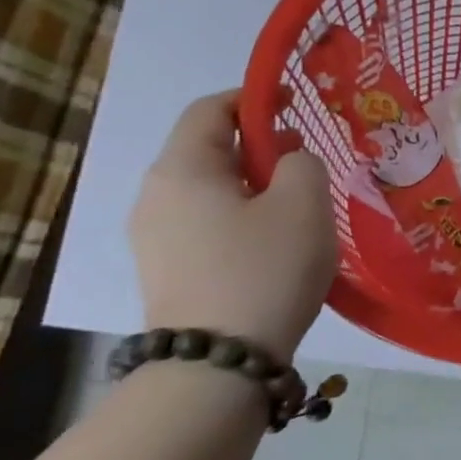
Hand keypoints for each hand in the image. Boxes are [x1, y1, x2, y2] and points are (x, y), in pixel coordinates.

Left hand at [129, 92, 337, 363]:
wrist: (218, 361)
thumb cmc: (265, 268)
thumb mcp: (304, 202)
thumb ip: (302, 162)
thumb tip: (288, 159)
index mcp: (183, 168)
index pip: (211, 109)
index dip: (254, 98)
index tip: (295, 103)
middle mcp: (155, 195)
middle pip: (207, 149)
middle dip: (258, 144)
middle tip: (307, 159)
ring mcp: (154, 236)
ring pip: (208, 188)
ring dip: (253, 183)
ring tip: (298, 203)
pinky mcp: (166, 269)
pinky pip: (205, 221)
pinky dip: (240, 214)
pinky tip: (275, 240)